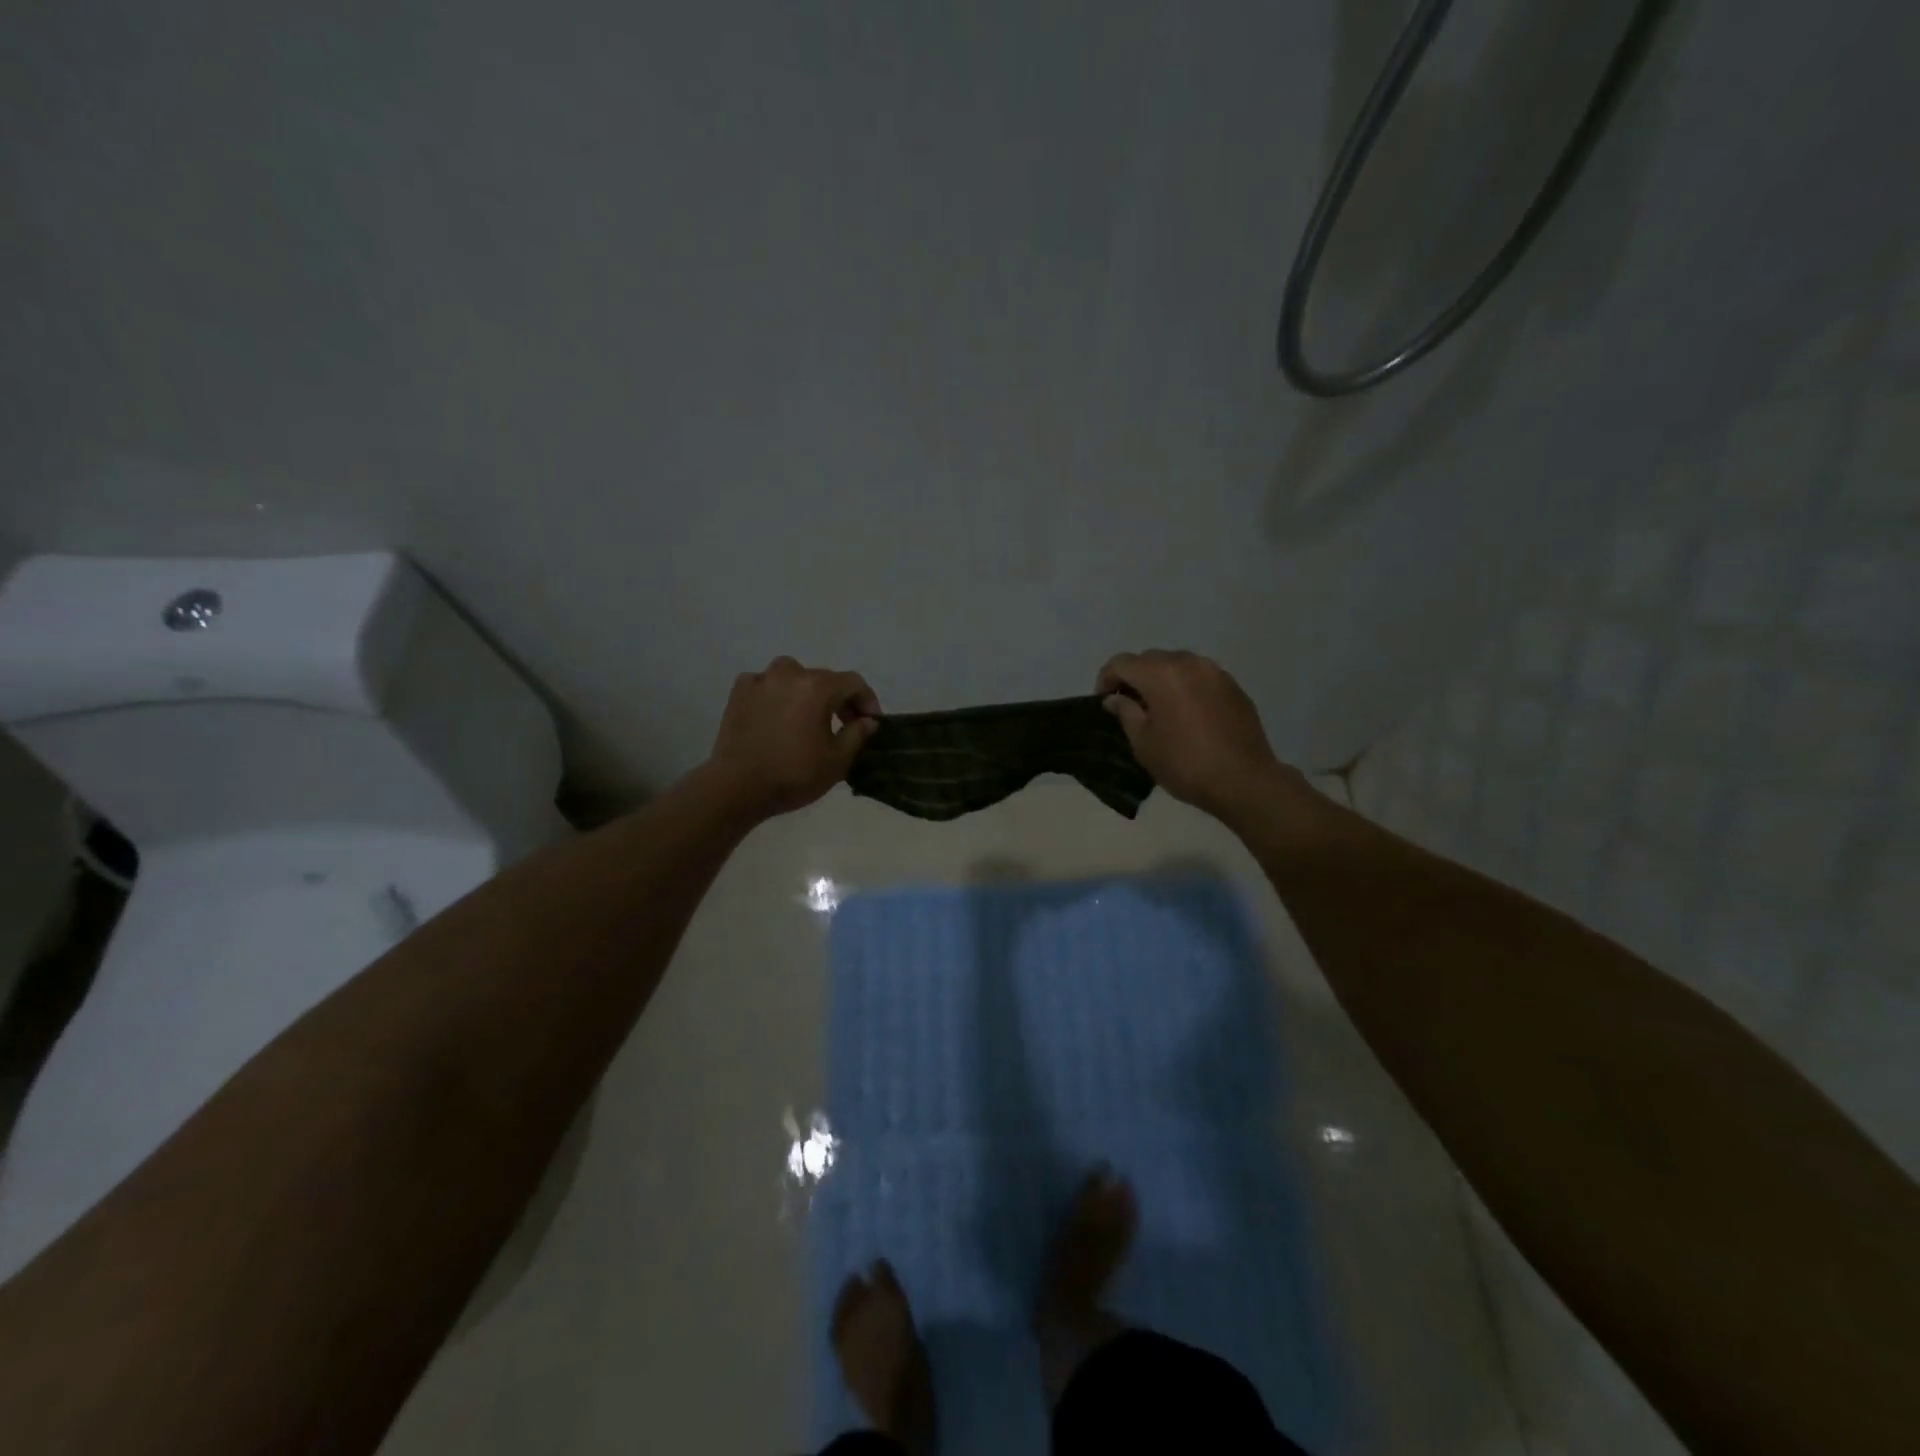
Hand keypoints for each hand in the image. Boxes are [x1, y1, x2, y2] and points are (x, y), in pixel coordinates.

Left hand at [705, 657, 880, 819]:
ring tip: (808, 717)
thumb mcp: (837, 760)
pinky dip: (777, 695)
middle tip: (845, 725)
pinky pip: (766, 685)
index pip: (854, 683)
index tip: (871, 723)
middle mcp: (790, 673)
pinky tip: (777, 716)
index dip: (868, 701)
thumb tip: (866, 720)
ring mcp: (761, 680)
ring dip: (807, 692)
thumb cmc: (793, 774)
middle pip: (824, 679)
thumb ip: (857, 734)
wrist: (736, 787)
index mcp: (818, 687)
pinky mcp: (739, 692)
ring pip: (793, 677)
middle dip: (839, 699)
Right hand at [1095, 650, 1298, 823]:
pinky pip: (1200, 677)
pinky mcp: (1234, 687)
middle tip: (1129, 705)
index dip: (1106, 678)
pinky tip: (1187, 715)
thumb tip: (1115, 699)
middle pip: (1150, 659)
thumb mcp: (1143, 743)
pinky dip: (1186, 687)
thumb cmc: (1184, 764)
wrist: (1244, 781)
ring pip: (1177, 665)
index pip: (1122, 662)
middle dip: (1134, 677)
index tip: (1103, 702)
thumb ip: (1126, 713)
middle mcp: (1188, 663)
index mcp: (1161, 674)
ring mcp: (1215, 672)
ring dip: (1161, 680)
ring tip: (1159, 708)